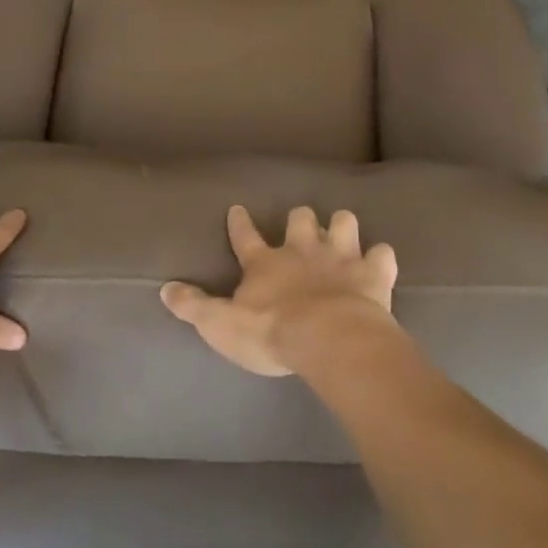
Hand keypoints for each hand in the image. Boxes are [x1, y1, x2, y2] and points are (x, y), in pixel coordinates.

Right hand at [160, 205, 397, 376]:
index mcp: (266, 263)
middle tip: (302, 226)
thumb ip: (194, 306)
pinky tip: (380, 263)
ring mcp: (341, 257)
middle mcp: (303, 250)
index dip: (240, 223)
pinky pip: (383, 255)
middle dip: (301, 219)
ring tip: (343, 235)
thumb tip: (164, 288)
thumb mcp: (221, 325)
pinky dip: (381, 258)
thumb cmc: (272, 333)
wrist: (328, 339)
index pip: (246, 236)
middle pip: (301, 218)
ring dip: (343, 228)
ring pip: (344, 222)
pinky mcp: (373, 273)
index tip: (238, 209)